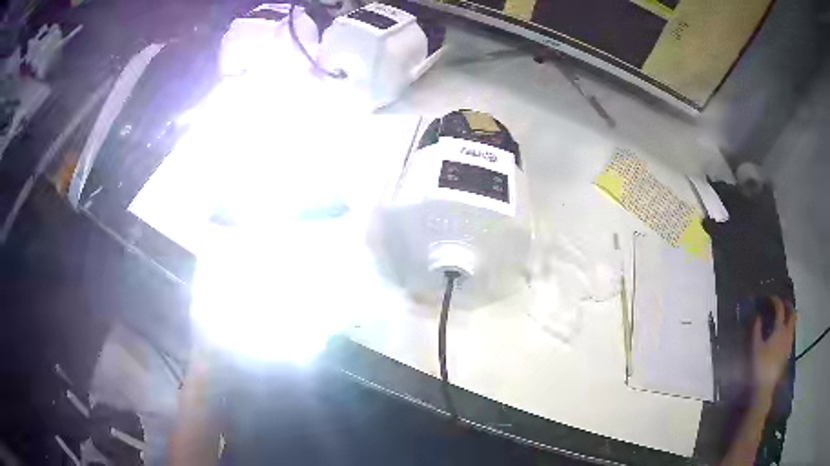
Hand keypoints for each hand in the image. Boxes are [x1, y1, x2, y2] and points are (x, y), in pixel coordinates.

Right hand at [752, 296, 796, 402]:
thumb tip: (757, 316)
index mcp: (779, 329)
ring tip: (783, 316)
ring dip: (789, 317)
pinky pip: (791, 333)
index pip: (780, 308)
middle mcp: (787, 333)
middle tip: (781, 303)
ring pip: (793, 324)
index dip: (775, 301)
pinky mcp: (787, 352)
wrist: (765, 387)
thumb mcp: (755, 348)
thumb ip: (756, 330)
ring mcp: (789, 343)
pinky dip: (789, 328)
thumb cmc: (759, 366)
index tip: (769, 298)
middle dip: (788, 306)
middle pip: (792, 313)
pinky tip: (783, 333)